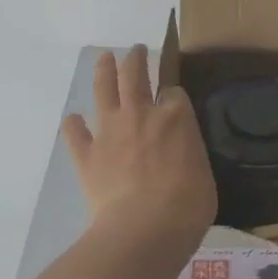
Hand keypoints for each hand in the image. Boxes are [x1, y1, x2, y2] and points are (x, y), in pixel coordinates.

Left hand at [63, 46, 217, 251]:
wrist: (145, 228)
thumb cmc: (188, 205)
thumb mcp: (204, 172)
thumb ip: (190, 154)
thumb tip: (182, 156)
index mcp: (177, 117)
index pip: (174, 92)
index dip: (173, 95)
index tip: (173, 101)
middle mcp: (141, 114)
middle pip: (135, 75)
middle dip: (136, 59)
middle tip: (136, 50)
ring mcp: (111, 132)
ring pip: (104, 90)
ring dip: (104, 71)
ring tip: (104, 59)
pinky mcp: (87, 155)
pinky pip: (75, 133)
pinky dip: (74, 125)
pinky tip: (73, 120)